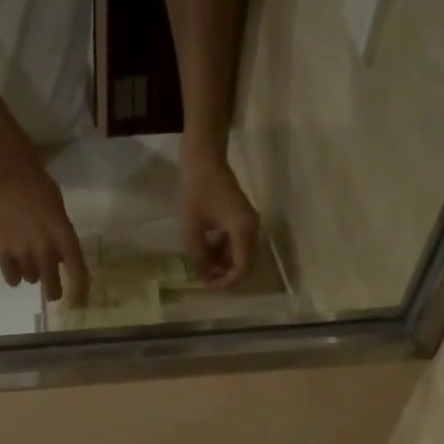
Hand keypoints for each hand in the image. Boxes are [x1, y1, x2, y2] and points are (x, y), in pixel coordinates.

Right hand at [0, 157, 89, 305]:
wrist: (10, 176)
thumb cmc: (42, 190)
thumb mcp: (62, 217)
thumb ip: (63, 242)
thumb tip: (60, 264)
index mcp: (65, 239)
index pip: (78, 275)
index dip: (80, 294)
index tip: (78, 305)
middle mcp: (46, 251)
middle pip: (52, 289)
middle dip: (54, 291)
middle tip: (52, 289)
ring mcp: (22, 253)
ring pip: (31, 280)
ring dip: (33, 273)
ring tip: (29, 256)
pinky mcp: (2, 252)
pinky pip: (12, 279)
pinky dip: (14, 275)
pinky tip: (15, 263)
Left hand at [176, 145, 259, 288]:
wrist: (204, 158)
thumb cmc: (195, 191)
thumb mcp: (191, 230)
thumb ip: (199, 257)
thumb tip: (206, 277)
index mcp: (243, 231)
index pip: (242, 269)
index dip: (226, 282)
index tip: (208, 285)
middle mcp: (252, 229)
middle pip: (246, 265)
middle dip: (227, 276)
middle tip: (206, 279)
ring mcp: (249, 223)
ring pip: (242, 256)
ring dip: (225, 265)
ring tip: (203, 266)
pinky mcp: (243, 219)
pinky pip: (239, 244)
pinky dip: (225, 253)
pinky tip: (207, 251)